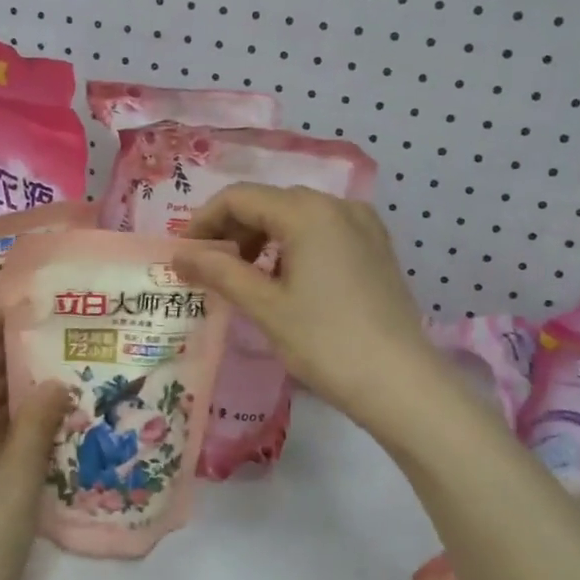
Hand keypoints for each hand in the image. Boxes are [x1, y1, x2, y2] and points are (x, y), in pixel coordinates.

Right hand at [180, 184, 443, 433]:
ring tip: (246, 278)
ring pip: (298, 216)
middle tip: (211, 269)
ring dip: (263, 238)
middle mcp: (338, 205)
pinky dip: (295, 245)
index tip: (185, 253)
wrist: (400, 382)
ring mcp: (363, 225)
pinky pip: (324, 231)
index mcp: (308, 212)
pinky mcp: (376, 248)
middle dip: (234, 229)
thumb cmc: (325, 342)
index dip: (205, 220)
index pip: (240, 198)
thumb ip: (219, 271)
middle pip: (270, 202)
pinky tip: (287, 280)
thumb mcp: (265, 306)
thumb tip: (179, 254)